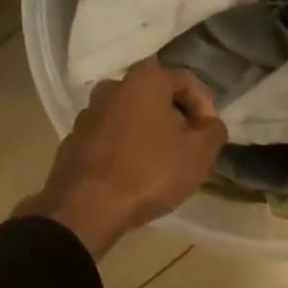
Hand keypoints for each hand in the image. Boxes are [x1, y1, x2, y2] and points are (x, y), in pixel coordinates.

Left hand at [15, 61, 228, 258]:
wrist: (85, 207)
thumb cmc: (148, 172)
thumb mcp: (199, 154)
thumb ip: (213, 130)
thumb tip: (208, 123)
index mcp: (144, 80)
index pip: (186, 81)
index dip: (205, 107)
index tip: (209, 135)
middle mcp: (112, 86)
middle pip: (155, 96)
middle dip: (175, 118)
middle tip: (188, 147)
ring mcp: (88, 112)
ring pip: (130, 116)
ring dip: (148, 132)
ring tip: (160, 163)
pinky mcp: (74, 138)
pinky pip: (109, 136)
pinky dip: (124, 147)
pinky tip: (132, 173)